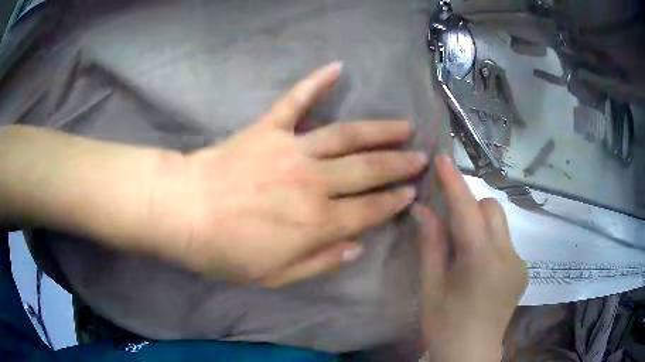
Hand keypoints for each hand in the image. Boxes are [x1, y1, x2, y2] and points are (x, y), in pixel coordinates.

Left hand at [152, 63, 427, 285]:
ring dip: (379, 130)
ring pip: (347, 136)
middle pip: (368, 170)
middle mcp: (314, 182)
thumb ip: (319, 263)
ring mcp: (292, 150)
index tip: (412, 192)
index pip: (369, 210)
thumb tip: (356, 248)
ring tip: (404, 125)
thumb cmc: (224, 251)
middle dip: (399, 164)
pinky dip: (316, 82)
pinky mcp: (269, 128)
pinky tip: (337, 67)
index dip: (394, 202)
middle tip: (421, 157)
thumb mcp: (273, 275)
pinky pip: (296, 100)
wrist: (183, 212)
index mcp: (317, 223)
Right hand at [415, 155, 526, 361]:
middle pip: (491, 210)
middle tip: (450, 227)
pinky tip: (479, 271)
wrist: (471, 355)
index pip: (467, 210)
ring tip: (464, 254)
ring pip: (500, 225)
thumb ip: (431, 244)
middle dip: (470, 208)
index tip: (442, 159)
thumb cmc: (444, 325)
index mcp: (481, 261)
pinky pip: (505, 243)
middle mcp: (507, 255)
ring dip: (480, 226)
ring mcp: (519, 263)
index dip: (454, 183)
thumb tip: (423, 209)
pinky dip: (490, 244)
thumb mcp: (431, 287)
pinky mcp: (522, 271)